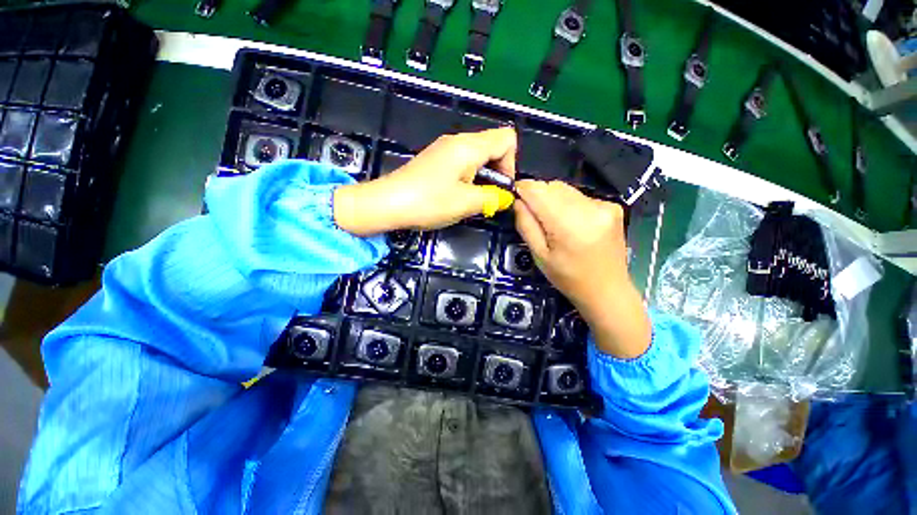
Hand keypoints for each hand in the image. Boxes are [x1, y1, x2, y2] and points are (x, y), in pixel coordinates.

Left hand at [333, 128, 516, 235]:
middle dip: (497, 172)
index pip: (507, 139)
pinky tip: (457, 195)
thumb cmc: (428, 202)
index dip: (511, 164)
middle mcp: (457, 141)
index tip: (500, 188)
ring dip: (482, 178)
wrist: (387, 203)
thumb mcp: (466, 203)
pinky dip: (468, 178)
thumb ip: (492, 198)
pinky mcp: (435, 160)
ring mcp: (444, 150)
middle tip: (487, 198)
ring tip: (471, 199)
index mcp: (469, 146)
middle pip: (493, 146)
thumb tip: (505, 197)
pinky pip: (462, 163)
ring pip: (477, 157)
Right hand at [513, 180, 650, 358]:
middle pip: (552, 186)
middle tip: (533, 215)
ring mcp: (604, 205)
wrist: (607, 290)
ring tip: (553, 221)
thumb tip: (517, 201)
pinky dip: (569, 204)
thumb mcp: (539, 255)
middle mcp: (589, 208)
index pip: (539, 191)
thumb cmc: (568, 277)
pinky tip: (571, 223)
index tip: (514, 195)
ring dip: (553, 199)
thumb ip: (525, 224)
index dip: (523, 189)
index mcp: (568, 224)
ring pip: (566, 189)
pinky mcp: (612, 206)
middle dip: (537, 195)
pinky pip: (580, 196)